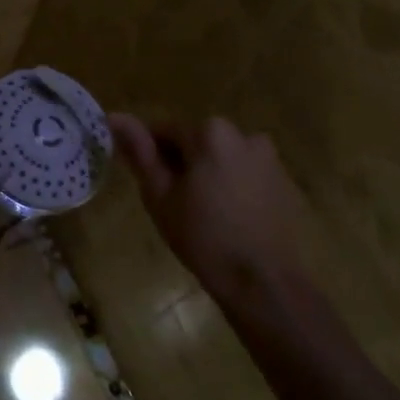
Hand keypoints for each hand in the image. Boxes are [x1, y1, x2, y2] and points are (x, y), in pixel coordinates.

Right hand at [108, 113, 305, 296]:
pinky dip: (232, 187)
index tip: (150, 185)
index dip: (152, 158)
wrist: (263, 282)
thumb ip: (139, 152)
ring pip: (222, 159)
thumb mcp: (159, 195)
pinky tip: (228, 219)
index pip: (165, 131)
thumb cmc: (202, 237)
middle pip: (197, 142)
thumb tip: (114, 117)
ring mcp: (269, 159)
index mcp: (211, 133)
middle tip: (173, 203)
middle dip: (182, 165)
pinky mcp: (285, 183)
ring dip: (208, 175)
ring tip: (201, 213)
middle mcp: (244, 135)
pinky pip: (245, 174)